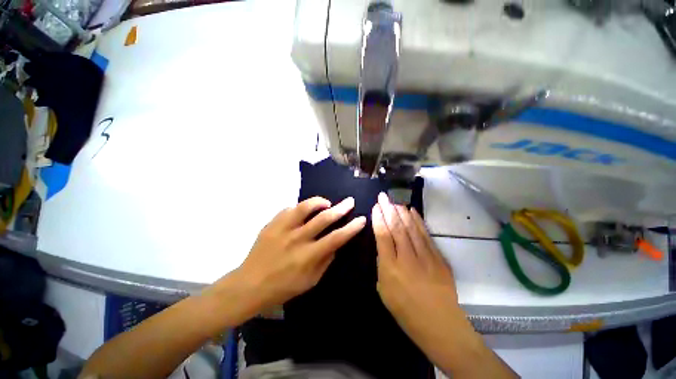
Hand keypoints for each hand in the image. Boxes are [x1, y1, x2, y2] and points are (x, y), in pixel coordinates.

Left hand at [237, 196, 365, 308]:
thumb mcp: (310, 281)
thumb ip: (326, 261)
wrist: (249, 285)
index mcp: (308, 256)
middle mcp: (297, 239)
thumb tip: (336, 244)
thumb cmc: (282, 288)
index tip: (361, 219)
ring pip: (305, 207)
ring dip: (319, 202)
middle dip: (341, 208)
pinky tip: (304, 211)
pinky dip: (300, 207)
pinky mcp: (272, 224)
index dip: (351, 228)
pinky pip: (289, 209)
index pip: (336, 238)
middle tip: (349, 201)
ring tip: (327, 202)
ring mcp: (282, 229)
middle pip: (324, 218)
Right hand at [371, 192, 458, 331]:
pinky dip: (418, 221)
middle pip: (397, 227)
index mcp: (391, 268)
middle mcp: (408, 258)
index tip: (375, 206)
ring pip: (411, 227)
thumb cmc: (405, 310)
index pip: (383, 236)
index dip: (379, 218)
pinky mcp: (438, 258)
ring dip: (402, 211)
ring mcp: (426, 257)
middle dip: (388, 209)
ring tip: (395, 200)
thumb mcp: (383, 290)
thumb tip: (384, 245)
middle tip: (383, 196)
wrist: (440, 324)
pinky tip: (412, 211)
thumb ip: (382, 264)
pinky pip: (426, 234)